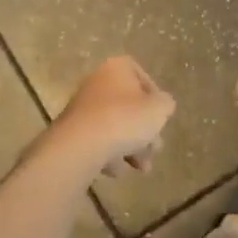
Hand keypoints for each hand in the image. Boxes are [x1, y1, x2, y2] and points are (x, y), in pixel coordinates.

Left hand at [44, 56, 175, 178]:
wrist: (81, 144)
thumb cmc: (125, 119)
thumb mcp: (159, 109)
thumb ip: (165, 104)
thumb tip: (161, 105)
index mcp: (116, 68)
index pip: (140, 75)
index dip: (155, 97)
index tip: (160, 116)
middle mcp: (96, 82)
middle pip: (128, 105)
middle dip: (144, 131)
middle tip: (155, 149)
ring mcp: (82, 107)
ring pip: (114, 126)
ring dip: (131, 147)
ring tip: (141, 168)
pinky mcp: (72, 130)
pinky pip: (97, 141)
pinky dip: (108, 154)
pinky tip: (115, 169)